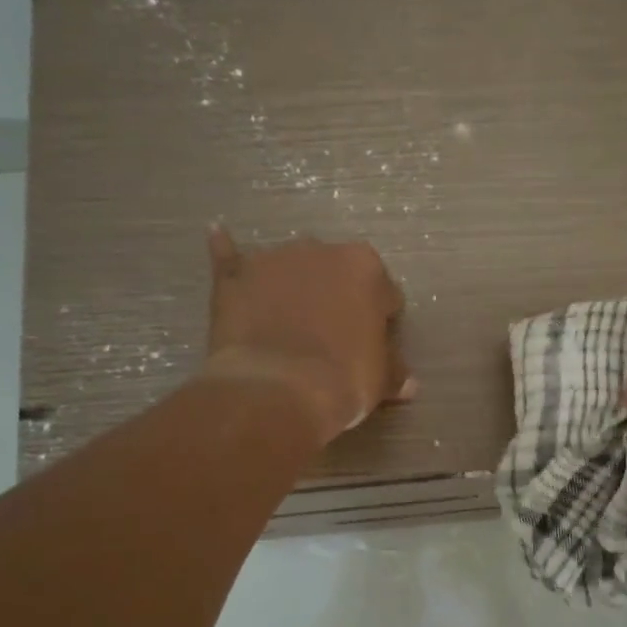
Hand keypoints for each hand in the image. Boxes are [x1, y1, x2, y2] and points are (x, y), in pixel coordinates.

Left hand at [202, 226, 414, 445]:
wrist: (276, 390)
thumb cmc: (343, 380)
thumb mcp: (380, 381)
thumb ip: (393, 372)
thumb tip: (408, 384)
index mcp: (365, 268)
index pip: (384, 291)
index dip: (380, 318)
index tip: (373, 341)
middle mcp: (321, 250)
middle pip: (334, 271)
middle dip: (335, 295)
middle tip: (331, 334)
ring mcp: (274, 259)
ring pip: (290, 266)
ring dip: (292, 283)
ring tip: (286, 319)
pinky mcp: (234, 276)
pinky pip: (230, 256)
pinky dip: (227, 250)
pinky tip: (219, 235)